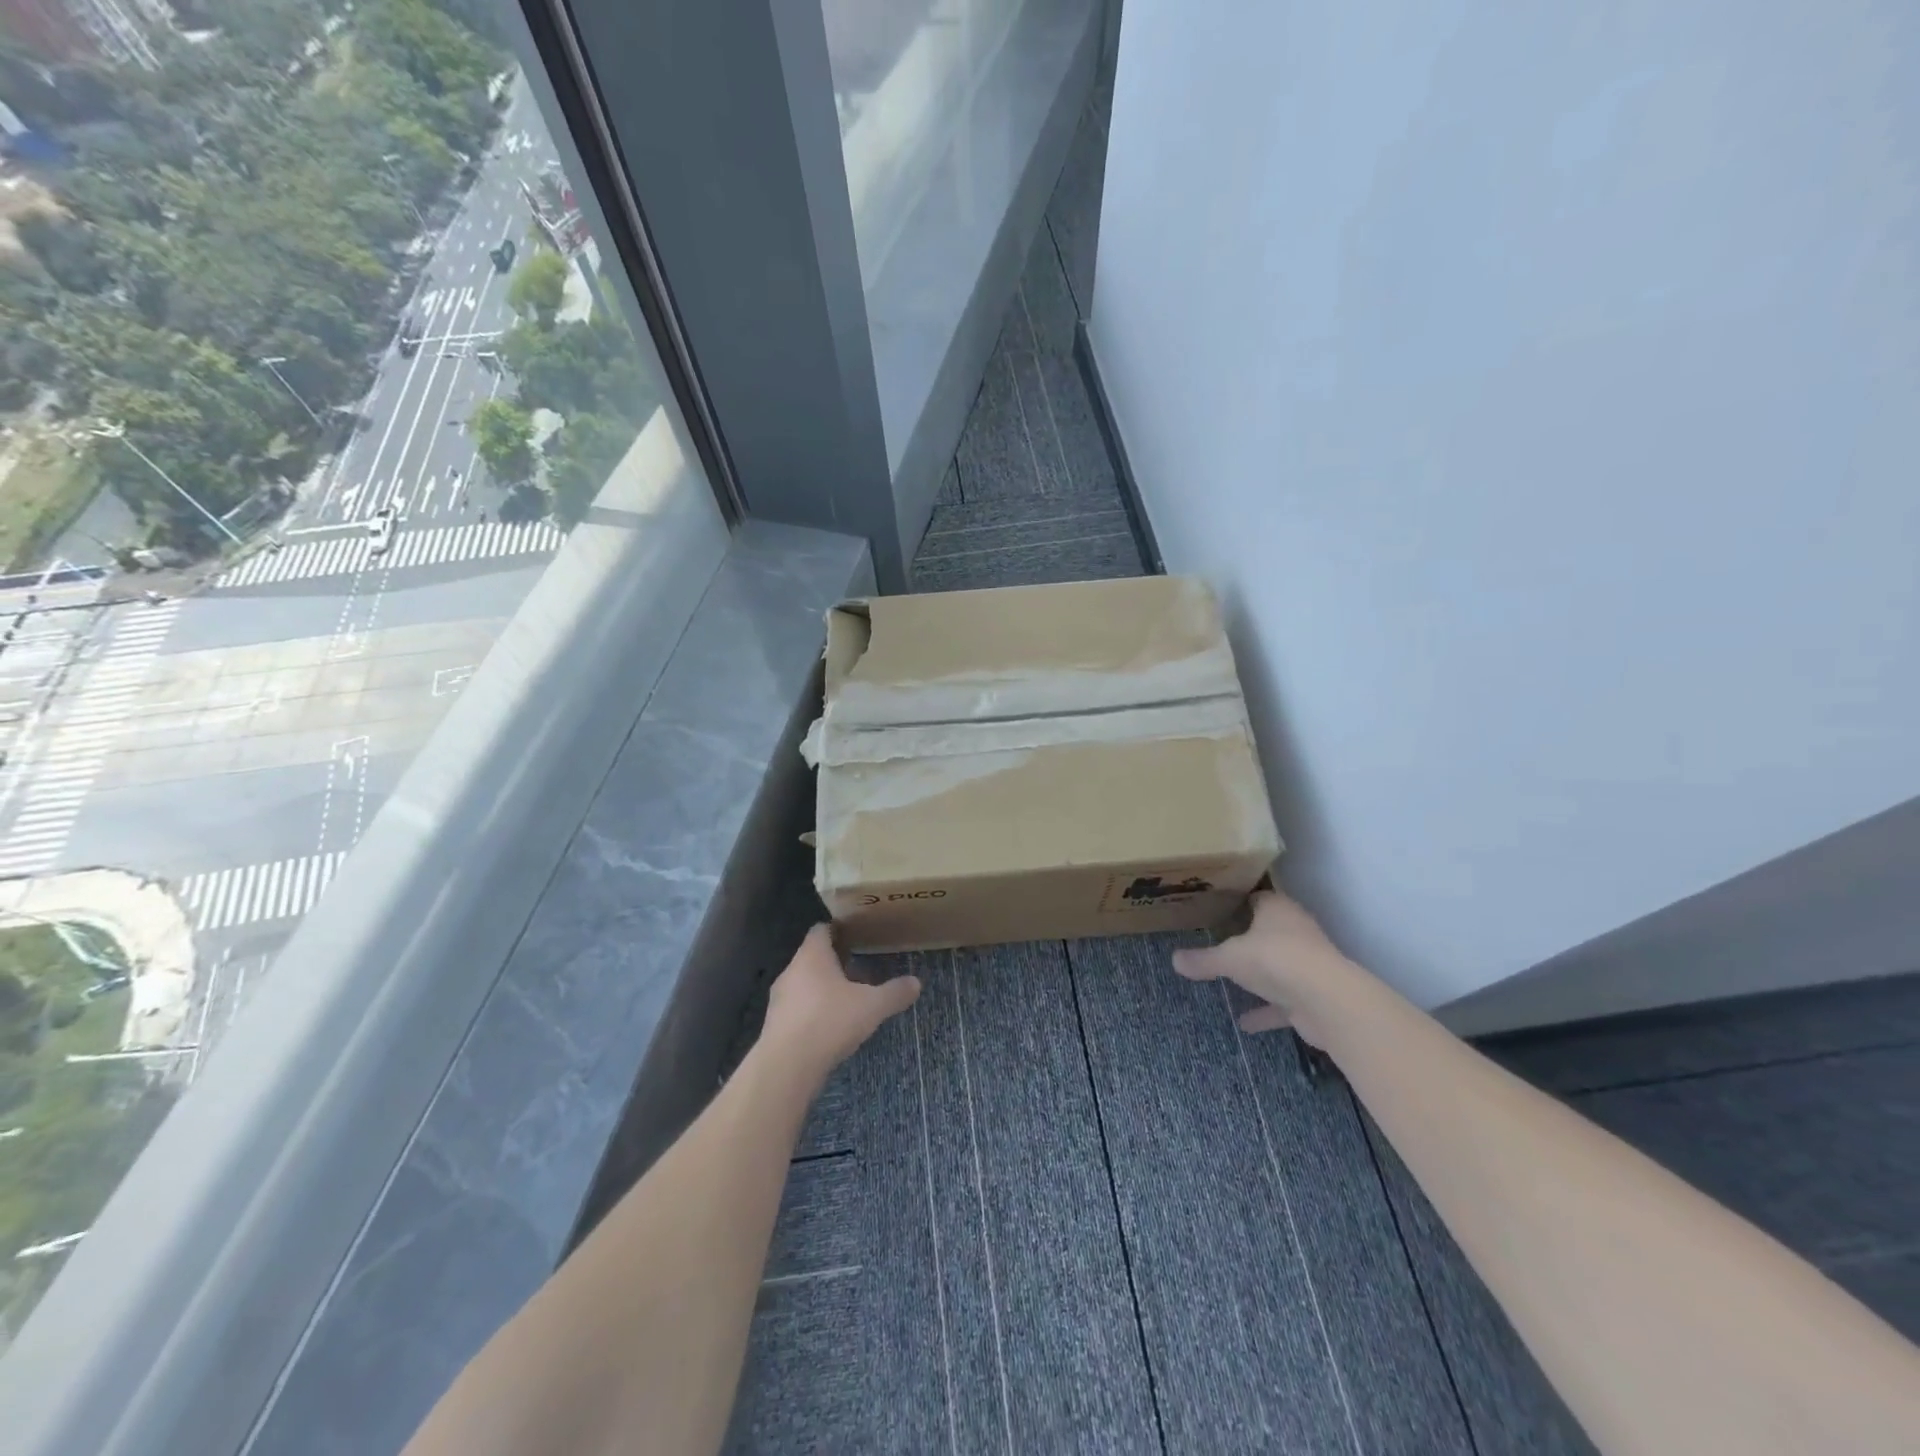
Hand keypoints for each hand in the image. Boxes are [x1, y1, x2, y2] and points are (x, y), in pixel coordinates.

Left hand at [761, 925, 920, 1081]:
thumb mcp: (872, 1006)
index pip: (821, 930)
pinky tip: (830, 1027)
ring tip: (847, 1000)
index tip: (857, 936)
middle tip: (859, 969)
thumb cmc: (830, 1021)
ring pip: (804, 984)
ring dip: (822, 989)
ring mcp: (779, 999)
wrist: (787, 1066)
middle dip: (834, 963)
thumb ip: (894, 993)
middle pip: (812, 957)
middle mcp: (791, 971)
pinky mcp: (775, 1025)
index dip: (838, 930)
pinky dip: (813, 1012)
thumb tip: (916, 983)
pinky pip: (797, 1009)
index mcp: (812, 956)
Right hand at [1172, 890, 1355, 1045]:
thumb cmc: (1274, 959)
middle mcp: (1296, 930)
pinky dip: (1266, 1011)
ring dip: (1261, 976)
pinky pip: (1284, 1001)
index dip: (1237, 903)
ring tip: (1233, 982)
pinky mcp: (1313, 994)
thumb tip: (1174, 960)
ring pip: (1279, 965)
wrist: (1326, 1000)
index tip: (1216, 911)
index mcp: (1277, 909)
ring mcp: (1308, 963)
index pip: (1257, 898)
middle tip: (1219, 942)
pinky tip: (1245, 1023)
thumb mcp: (1229, 958)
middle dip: (1248, 938)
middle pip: (1269, 930)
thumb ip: (1203, 960)